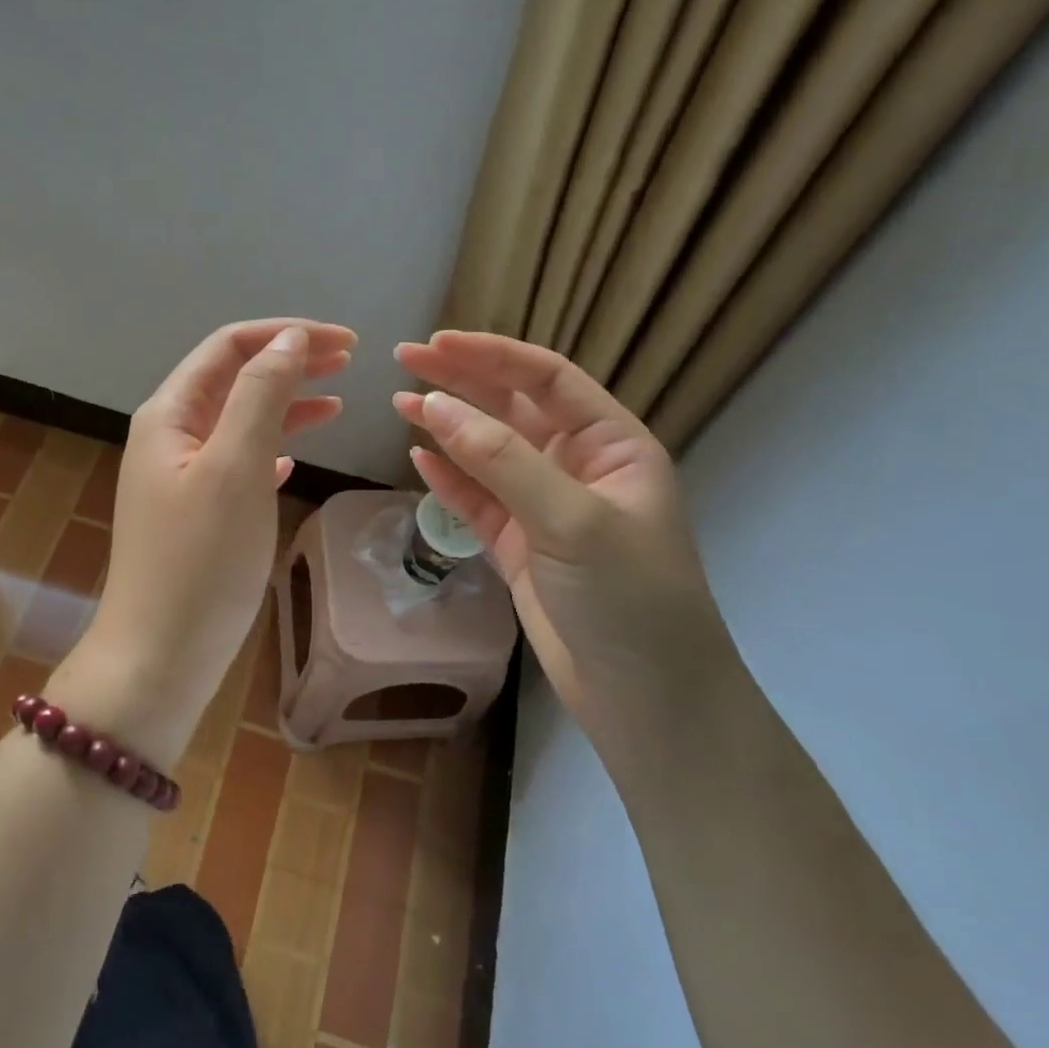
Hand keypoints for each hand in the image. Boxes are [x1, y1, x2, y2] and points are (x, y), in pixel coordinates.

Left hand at [49, 319, 354, 766]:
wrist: (159, 657)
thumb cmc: (199, 560)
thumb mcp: (235, 467)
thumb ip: (260, 396)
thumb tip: (287, 339)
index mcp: (169, 414)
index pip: (229, 347)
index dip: (286, 334)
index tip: (346, 342)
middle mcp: (170, 436)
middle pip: (235, 378)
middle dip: (290, 362)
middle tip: (350, 360)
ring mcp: (181, 476)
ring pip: (240, 420)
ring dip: (286, 403)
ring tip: (338, 400)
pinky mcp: (197, 512)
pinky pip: (238, 462)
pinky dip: (272, 448)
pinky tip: (295, 458)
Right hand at [393, 332, 735, 768]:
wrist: (648, 703)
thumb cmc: (630, 599)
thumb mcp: (570, 519)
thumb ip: (502, 460)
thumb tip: (433, 404)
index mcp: (611, 445)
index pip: (547, 379)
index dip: (492, 355)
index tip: (437, 343)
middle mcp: (578, 467)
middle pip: (512, 408)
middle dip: (461, 381)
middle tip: (405, 359)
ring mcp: (545, 508)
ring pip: (488, 453)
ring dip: (447, 426)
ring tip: (400, 402)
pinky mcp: (519, 546)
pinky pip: (477, 500)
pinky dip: (448, 478)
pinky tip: (419, 457)